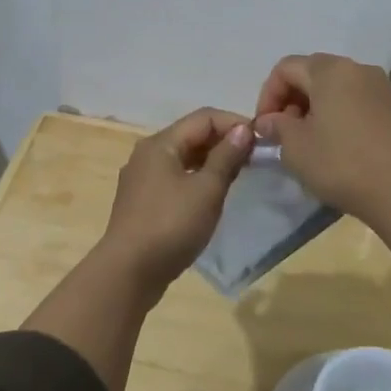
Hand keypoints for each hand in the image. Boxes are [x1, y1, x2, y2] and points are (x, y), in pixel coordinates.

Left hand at [98, 108, 254, 290]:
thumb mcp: (206, 190)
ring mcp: (142, 179)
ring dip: (212, 161)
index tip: (261, 141)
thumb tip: (243, 129)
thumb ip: (226, 157)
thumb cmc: (170, 226)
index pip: (204, 117)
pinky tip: (213, 195)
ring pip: (184, 158)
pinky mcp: (143, 202)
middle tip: (255, 159)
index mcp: (160, 143)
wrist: (129, 273)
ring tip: (239, 175)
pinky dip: (197, 178)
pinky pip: (175, 178)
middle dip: (224, 141)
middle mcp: (147, 154)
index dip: (235, 123)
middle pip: (192, 135)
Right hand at [253, 53, 390, 261]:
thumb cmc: (340, 162)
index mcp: (329, 70)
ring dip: (313, 107)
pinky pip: (353, 99)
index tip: (264, 126)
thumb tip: (270, 120)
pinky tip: (332, 142)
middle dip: (290, 99)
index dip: (268, 95)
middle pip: (311, 72)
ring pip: (334, 86)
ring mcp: (378, 86)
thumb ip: (277, 126)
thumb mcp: (296, 147)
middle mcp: (356, 68)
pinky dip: (336, 112)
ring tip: (306, 139)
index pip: (285, 68)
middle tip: (282, 132)